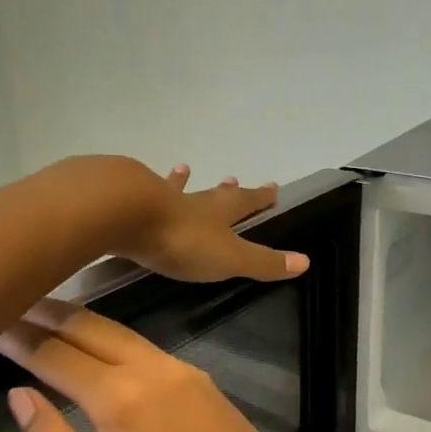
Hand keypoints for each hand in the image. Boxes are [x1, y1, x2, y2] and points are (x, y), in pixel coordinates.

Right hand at [0, 300, 331, 431]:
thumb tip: (19, 396)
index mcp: (124, 402)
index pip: (56, 356)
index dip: (18, 338)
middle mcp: (155, 372)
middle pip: (89, 329)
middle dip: (46, 314)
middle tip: (7, 301)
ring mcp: (185, 373)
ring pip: (121, 333)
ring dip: (80, 321)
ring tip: (42, 314)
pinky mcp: (203, 382)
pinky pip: (147, 348)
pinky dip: (112, 337)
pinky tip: (97, 344)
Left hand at [111, 162, 307, 283]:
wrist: (125, 214)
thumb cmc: (183, 240)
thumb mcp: (229, 257)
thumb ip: (263, 262)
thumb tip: (305, 262)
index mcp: (218, 212)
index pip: (246, 202)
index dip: (260, 197)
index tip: (273, 186)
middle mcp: (191, 200)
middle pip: (213, 194)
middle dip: (225, 190)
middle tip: (231, 178)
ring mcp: (157, 199)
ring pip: (175, 189)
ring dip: (182, 182)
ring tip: (184, 169)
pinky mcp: (127, 203)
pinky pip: (141, 196)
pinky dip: (144, 192)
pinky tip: (137, 185)